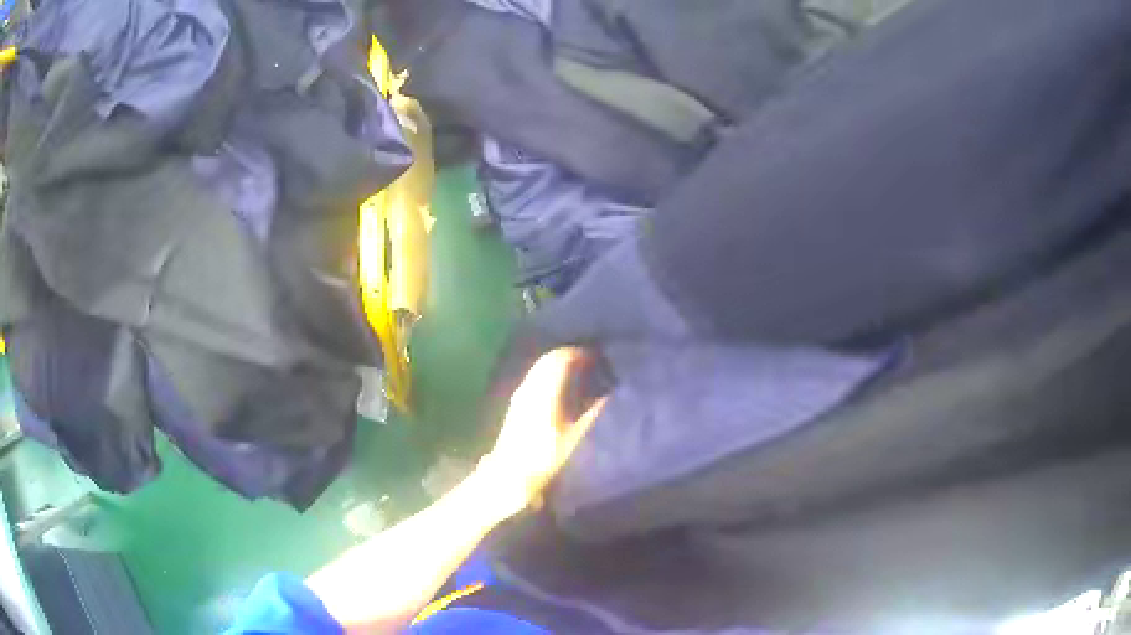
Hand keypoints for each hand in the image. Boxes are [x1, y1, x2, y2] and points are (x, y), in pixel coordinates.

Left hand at [478, 348, 605, 515]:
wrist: (510, 474)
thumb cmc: (544, 457)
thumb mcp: (574, 438)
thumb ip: (592, 414)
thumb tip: (608, 396)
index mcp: (544, 391)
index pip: (560, 359)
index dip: (579, 353)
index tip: (597, 356)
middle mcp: (530, 387)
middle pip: (548, 360)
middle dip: (568, 355)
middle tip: (590, 360)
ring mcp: (520, 394)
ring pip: (540, 368)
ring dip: (557, 364)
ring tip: (578, 372)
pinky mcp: (516, 403)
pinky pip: (535, 377)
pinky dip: (548, 374)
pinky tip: (560, 386)